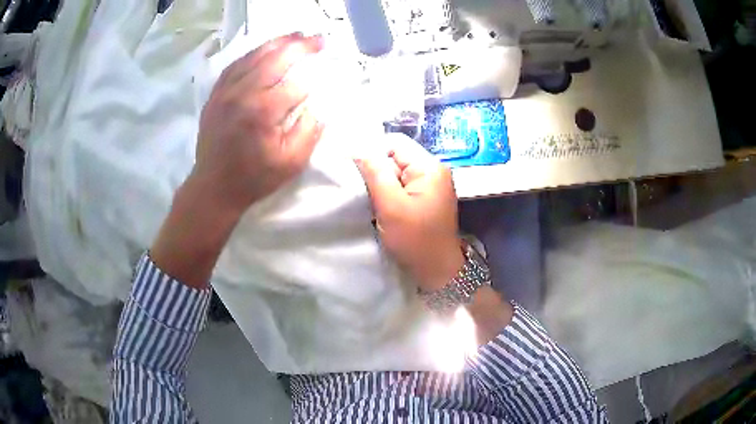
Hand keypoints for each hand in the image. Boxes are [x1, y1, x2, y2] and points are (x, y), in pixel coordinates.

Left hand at [191, 32, 324, 215]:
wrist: (214, 187)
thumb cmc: (254, 178)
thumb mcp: (291, 163)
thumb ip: (309, 131)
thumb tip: (320, 106)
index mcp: (263, 111)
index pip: (296, 83)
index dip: (314, 78)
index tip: (325, 76)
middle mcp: (242, 93)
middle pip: (275, 58)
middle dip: (301, 45)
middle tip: (319, 39)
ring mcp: (225, 91)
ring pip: (253, 56)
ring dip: (278, 43)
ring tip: (296, 36)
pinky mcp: (215, 95)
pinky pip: (235, 65)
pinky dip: (252, 53)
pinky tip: (264, 50)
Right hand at [355, 134, 464, 291]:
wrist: (437, 271)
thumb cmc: (415, 240)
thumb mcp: (391, 206)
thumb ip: (375, 173)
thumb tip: (358, 148)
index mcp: (429, 167)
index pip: (395, 143)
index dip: (373, 153)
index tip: (356, 173)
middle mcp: (433, 170)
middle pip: (396, 157)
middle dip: (377, 171)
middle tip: (366, 192)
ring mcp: (431, 184)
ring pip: (396, 172)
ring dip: (382, 184)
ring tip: (374, 201)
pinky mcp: (426, 197)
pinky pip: (402, 185)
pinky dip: (390, 194)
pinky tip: (383, 207)